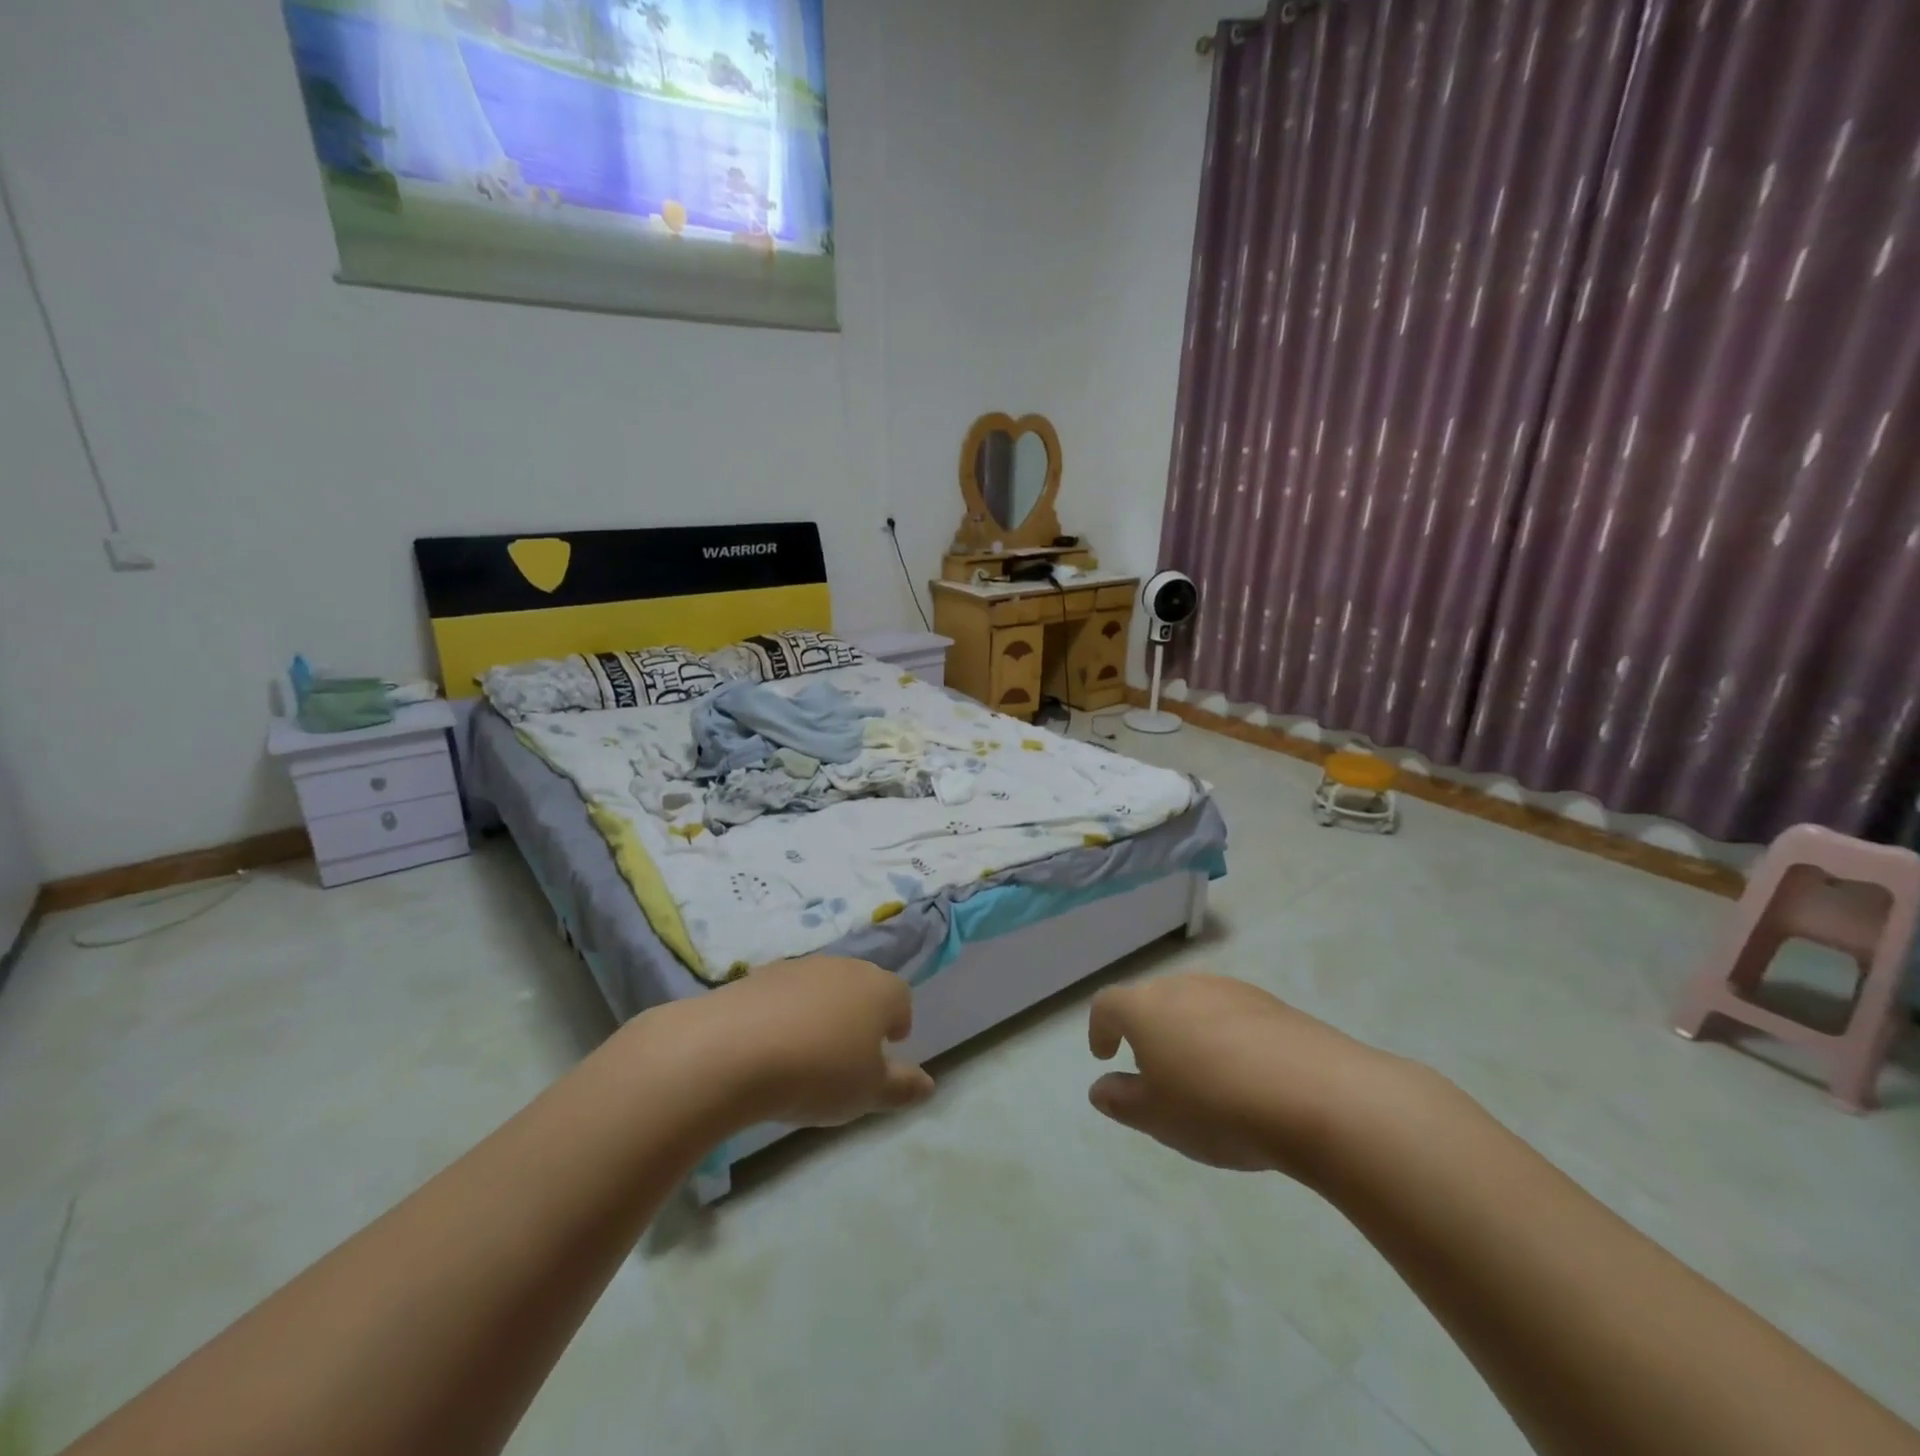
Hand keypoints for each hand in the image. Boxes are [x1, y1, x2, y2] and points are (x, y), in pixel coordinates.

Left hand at [667, 957, 934, 1128]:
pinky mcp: (758, 975)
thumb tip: (929, 1084)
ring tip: (805, 1055)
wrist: (732, 1049)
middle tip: (848, 1055)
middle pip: (862, 987)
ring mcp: (799, 967)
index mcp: (879, 988)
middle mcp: (844, 967)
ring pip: (822, 988)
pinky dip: (784, 1015)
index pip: (902, 997)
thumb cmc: (819, 1071)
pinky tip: (769, 1048)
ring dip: (821, 1014)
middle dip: (860, 1016)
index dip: (898, 1023)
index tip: (886, 1051)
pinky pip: (784, 995)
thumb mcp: (868, 1091)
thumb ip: (902, 1087)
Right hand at [1087, 973, 1408, 1178]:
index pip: (1108, 1005)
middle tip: (1154, 1071)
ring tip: (1202, 1076)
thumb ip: (1122, 1101)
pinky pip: (1233, 1015)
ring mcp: (1230, 990)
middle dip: (1145, 1030)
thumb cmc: (1217, 1107)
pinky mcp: (1271, 1004)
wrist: (1319, 1095)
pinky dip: (1226, 1037)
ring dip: (1187, 1031)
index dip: (1100, 1028)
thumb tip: (1101, 1088)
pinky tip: (1245, 1075)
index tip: (1104, 1054)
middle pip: (1152, 1000)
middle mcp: (1183, 986)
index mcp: (1145, 1008)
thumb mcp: (1158, 1118)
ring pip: (1194, 1004)